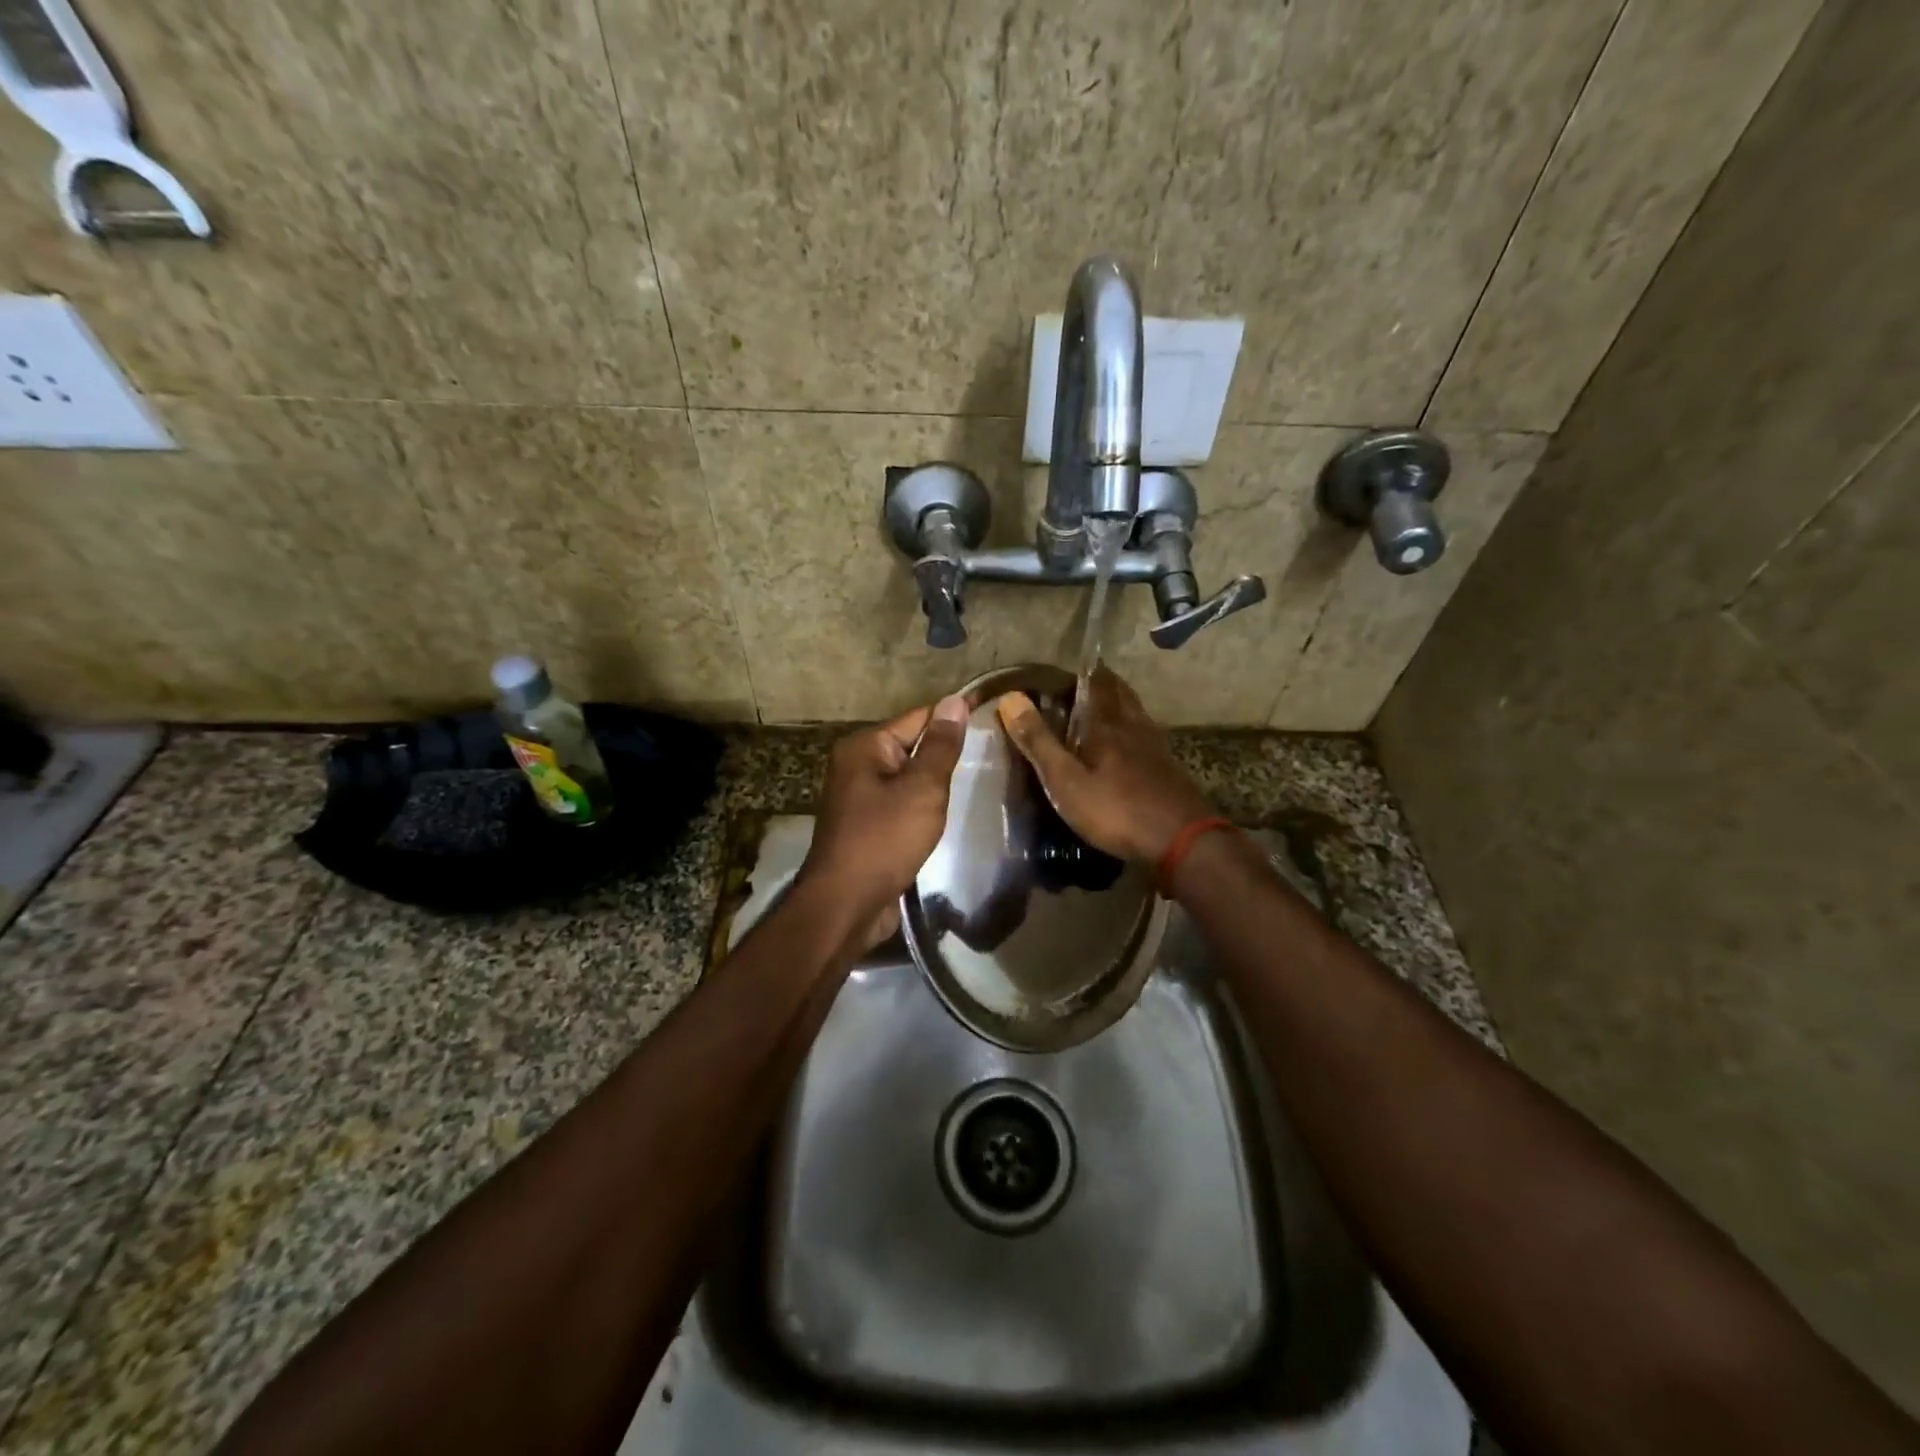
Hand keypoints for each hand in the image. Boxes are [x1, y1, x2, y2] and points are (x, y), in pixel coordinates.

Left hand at [799, 696, 970, 928]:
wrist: (846, 904)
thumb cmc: (884, 840)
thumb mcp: (921, 789)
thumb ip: (940, 746)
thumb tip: (954, 701)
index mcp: (864, 747)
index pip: (918, 718)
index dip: (954, 720)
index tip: (992, 722)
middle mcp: (856, 766)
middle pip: (911, 747)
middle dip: (945, 755)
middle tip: (992, 758)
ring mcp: (859, 798)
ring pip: (908, 779)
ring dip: (935, 785)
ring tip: (977, 784)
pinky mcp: (866, 826)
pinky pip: (901, 805)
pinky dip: (922, 808)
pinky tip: (947, 816)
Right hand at [997, 666, 1212, 862]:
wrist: (1181, 841)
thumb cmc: (1115, 809)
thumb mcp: (1065, 780)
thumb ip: (1038, 740)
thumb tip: (1010, 697)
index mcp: (1106, 723)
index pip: (1095, 681)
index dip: (1080, 672)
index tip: (1061, 673)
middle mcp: (1133, 725)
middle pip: (1119, 692)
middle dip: (1100, 685)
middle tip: (1077, 690)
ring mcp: (1155, 746)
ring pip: (1134, 713)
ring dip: (1117, 707)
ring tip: (1097, 715)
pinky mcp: (1167, 768)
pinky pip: (1144, 737)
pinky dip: (1130, 732)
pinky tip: (1123, 750)